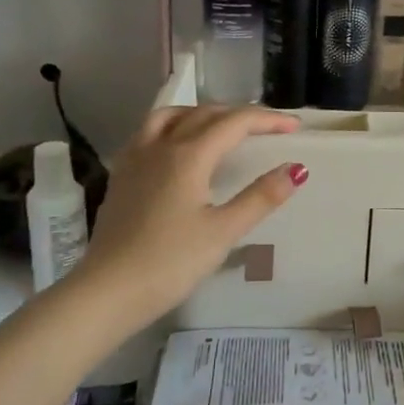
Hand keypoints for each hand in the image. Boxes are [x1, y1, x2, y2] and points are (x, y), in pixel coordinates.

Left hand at [63, 105, 304, 326]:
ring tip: (221, 126)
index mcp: (189, 155)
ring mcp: (135, 159)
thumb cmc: (170, 263)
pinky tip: (178, 148)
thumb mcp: (223, 232)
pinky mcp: (121, 176)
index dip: (268, 120)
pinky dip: (174, 126)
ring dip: (202, 112)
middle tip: (268, 127)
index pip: (235, 123)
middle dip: (240, 114)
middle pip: (205, 113)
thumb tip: (296, 169)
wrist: (107, 291)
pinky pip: (149, 133)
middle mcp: (160, 146)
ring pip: (170, 116)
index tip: (295, 127)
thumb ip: (260, 197)